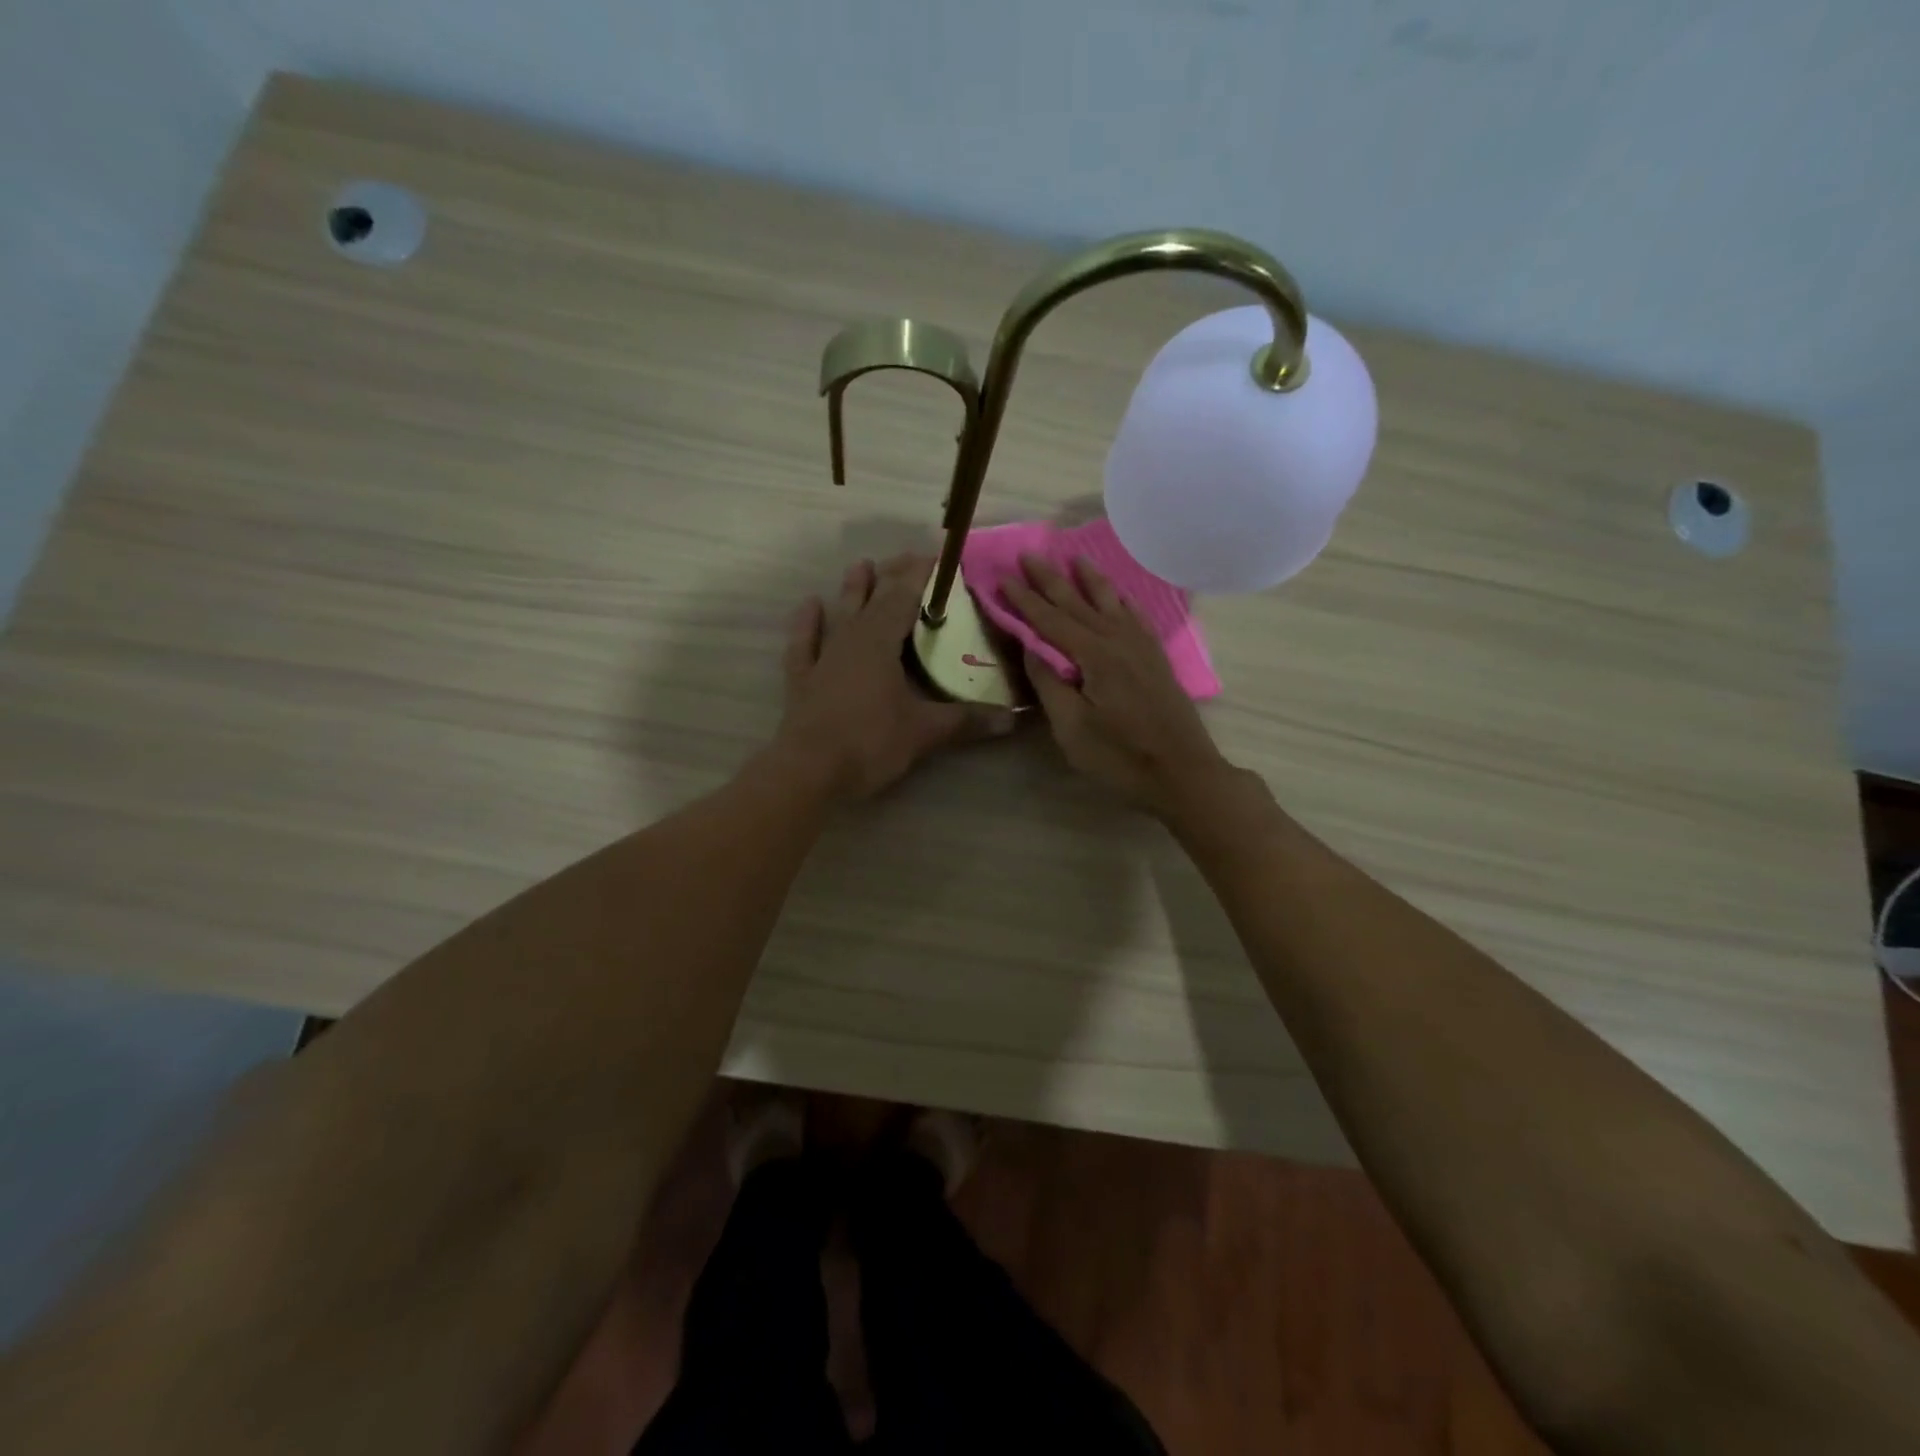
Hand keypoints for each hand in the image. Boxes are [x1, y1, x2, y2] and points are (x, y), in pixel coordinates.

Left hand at [776, 554, 1014, 799]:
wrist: (809, 772)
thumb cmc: (870, 743)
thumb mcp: (925, 732)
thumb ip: (966, 720)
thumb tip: (1011, 719)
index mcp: (880, 642)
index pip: (905, 597)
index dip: (921, 576)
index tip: (938, 558)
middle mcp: (851, 640)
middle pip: (874, 599)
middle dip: (892, 577)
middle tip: (908, 558)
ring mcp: (823, 658)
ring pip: (840, 614)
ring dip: (852, 590)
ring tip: (861, 564)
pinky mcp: (803, 680)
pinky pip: (804, 643)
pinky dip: (807, 624)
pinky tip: (810, 605)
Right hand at [1002, 555, 1231, 816]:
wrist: (1183, 773)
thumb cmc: (1120, 757)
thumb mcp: (1072, 728)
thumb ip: (1050, 683)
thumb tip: (1031, 647)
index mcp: (1094, 655)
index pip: (1050, 620)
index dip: (1025, 599)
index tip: (1002, 577)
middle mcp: (1118, 640)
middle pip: (1078, 602)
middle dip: (1051, 578)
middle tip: (1029, 554)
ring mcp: (1141, 647)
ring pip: (1111, 602)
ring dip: (1090, 579)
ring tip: (1075, 557)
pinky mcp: (1156, 658)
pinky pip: (1136, 616)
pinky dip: (1122, 599)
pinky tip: (1119, 594)